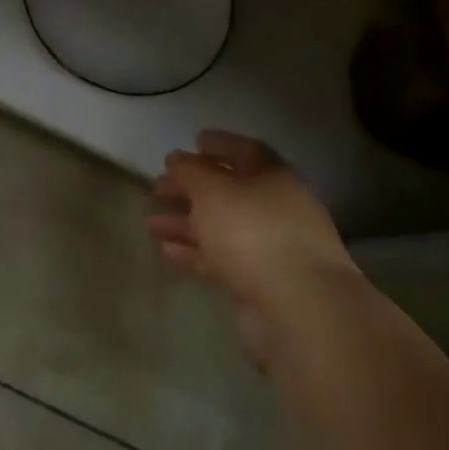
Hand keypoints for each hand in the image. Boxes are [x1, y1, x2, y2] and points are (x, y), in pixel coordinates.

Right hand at [147, 132, 355, 365]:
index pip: (246, 151)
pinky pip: (222, 259)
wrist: (297, 308)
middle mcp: (276, 209)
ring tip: (151, 224)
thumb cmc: (253, 232)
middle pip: (229, 192)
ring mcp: (270, 248)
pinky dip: (195, 253)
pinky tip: (166, 252)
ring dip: (187, 223)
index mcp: (274, 178)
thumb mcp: (212, 191)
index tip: (193, 141)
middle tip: (158, 188)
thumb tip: (176, 158)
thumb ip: (190, 171)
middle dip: (192, 189)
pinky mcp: (260, 283)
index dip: (219, 144)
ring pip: (222, 228)